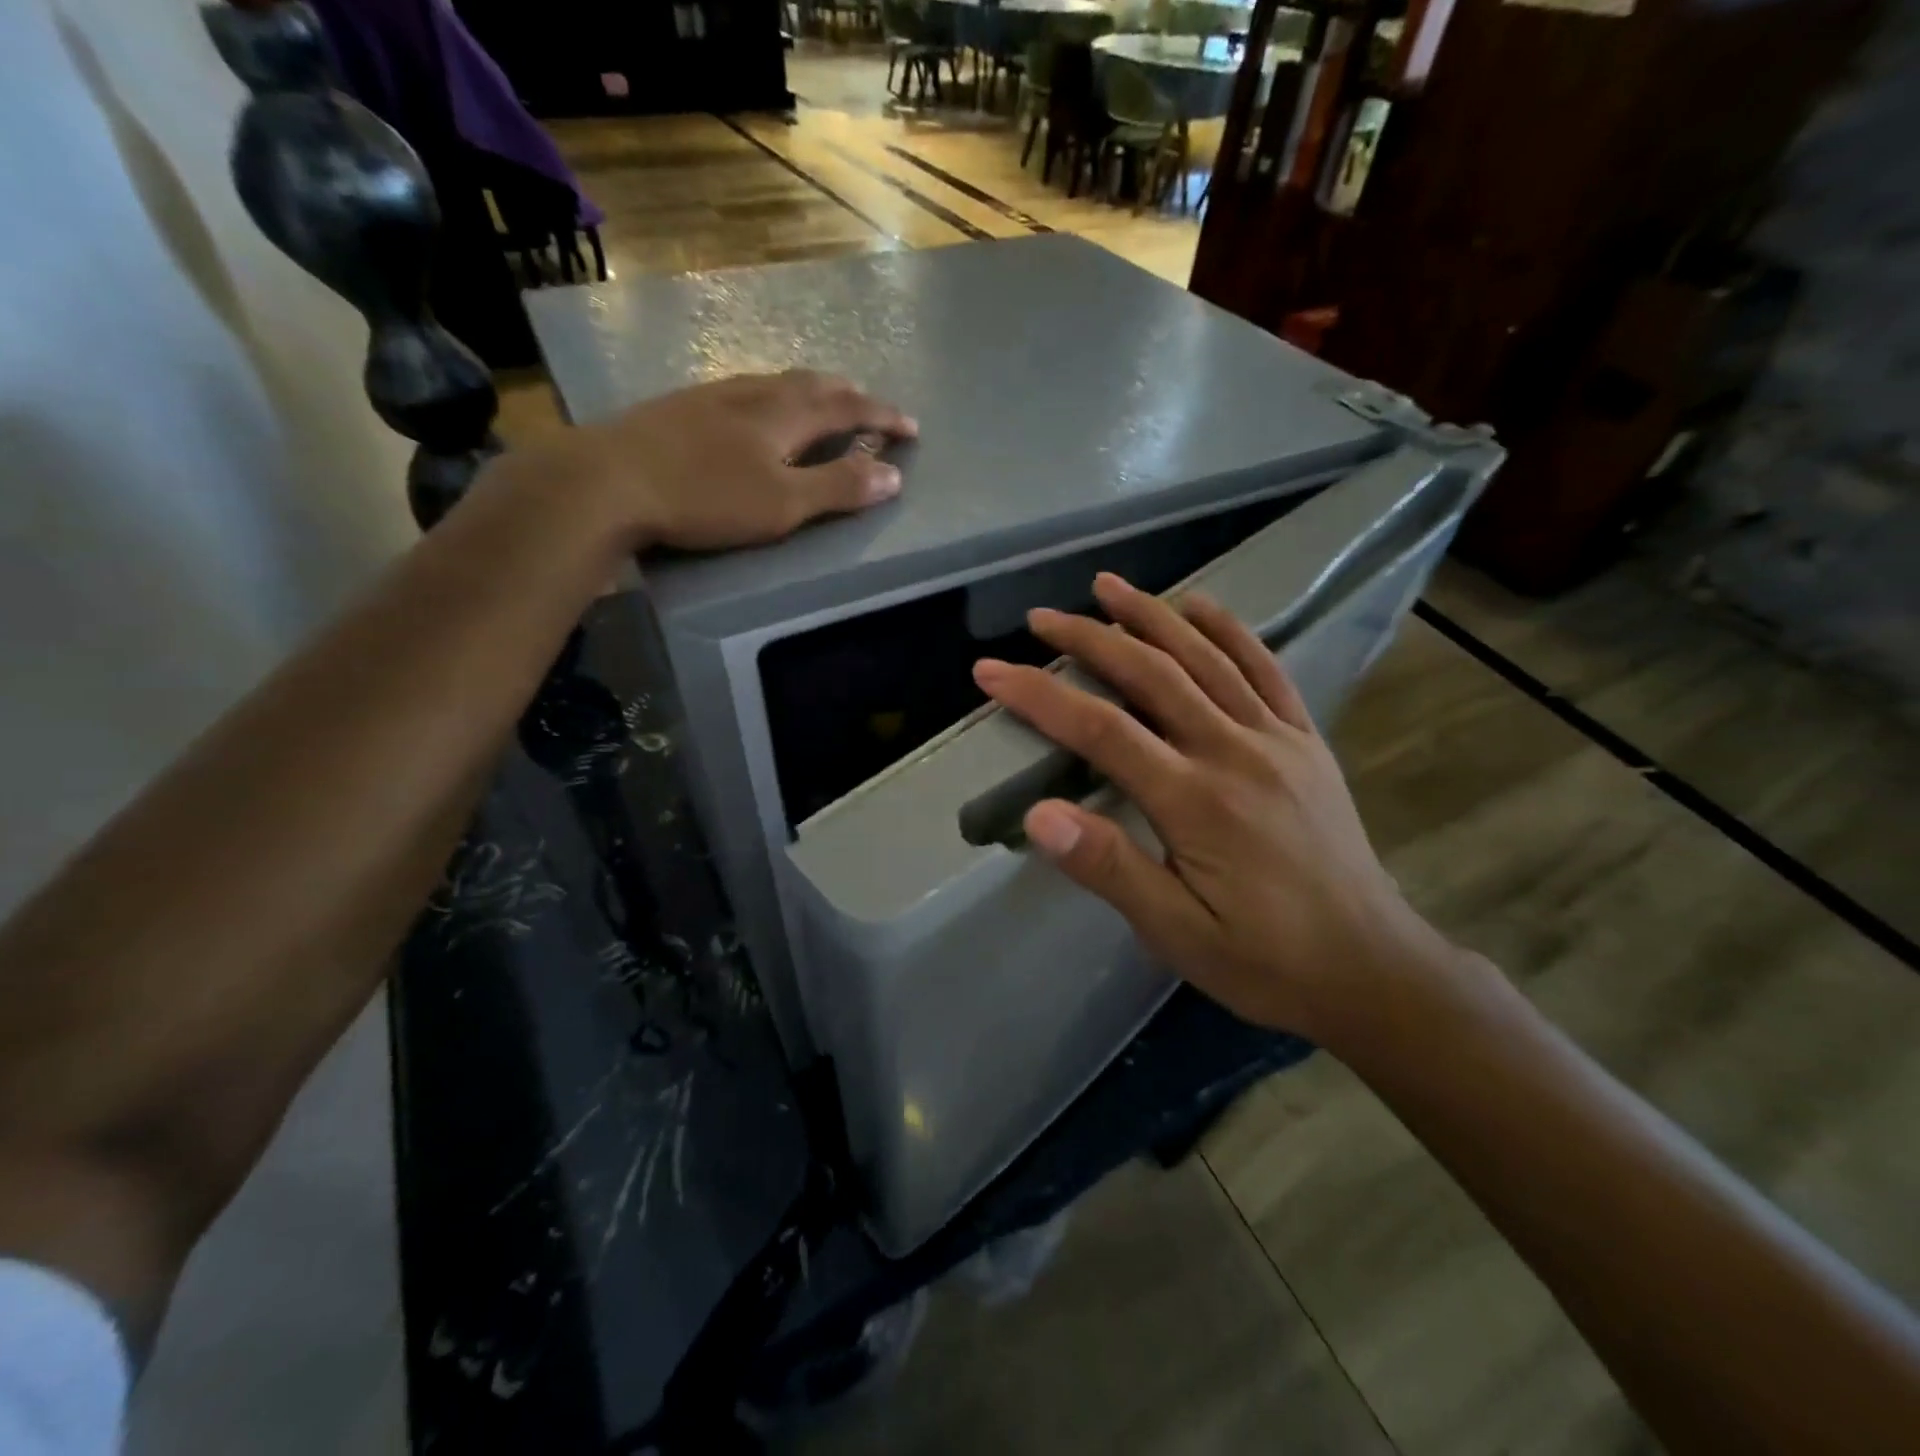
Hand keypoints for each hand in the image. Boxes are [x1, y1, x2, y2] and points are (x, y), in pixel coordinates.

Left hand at [500, 370, 917, 552]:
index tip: (912, 428)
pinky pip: (746, 389)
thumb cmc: (706, 496)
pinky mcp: (683, 406)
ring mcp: (714, 395)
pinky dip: (773, 396)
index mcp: (785, 413)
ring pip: (776, 381)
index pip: (848, 407)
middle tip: (869, 404)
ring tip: (822, 400)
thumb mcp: (783, 504)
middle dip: (848, 394)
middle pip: (812, 383)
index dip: (883, 417)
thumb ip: (838, 488)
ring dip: (810, 390)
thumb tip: (893, 475)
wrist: (610, 479)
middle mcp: (754, 392)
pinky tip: (757, 409)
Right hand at [971, 573, 1452, 1044]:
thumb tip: (1039, 816)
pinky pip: (1265, 669)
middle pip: (1150, 675)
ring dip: (1151, 616)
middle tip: (1041, 619)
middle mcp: (1233, 751)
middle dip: (1089, 639)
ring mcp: (1276, 738)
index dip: (1040, 695)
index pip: (1101, 730)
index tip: (991, 671)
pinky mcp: (1305, 740)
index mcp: (1195, 801)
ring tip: (1107, 586)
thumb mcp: (1177, 932)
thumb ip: (1110, 869)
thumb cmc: (1264, 958)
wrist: (1371, 967)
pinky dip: (1229, 630)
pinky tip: (1199, 605)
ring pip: (1204, 658)